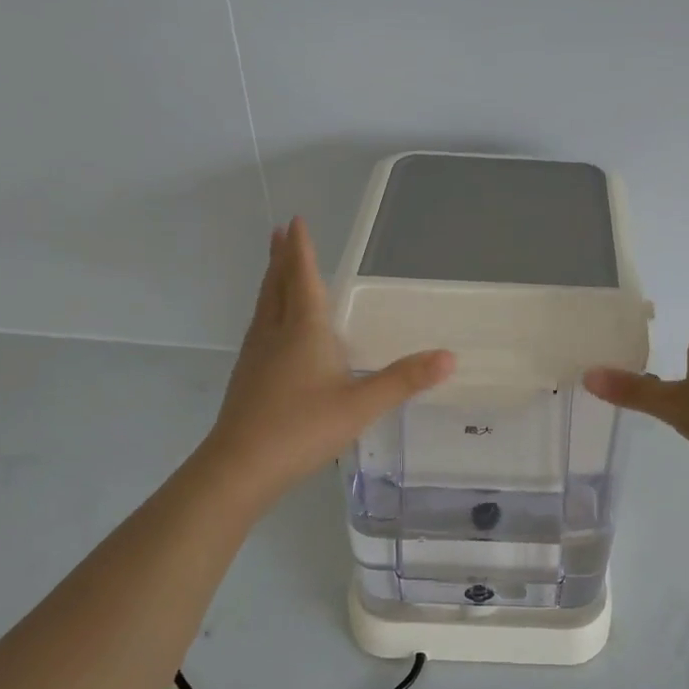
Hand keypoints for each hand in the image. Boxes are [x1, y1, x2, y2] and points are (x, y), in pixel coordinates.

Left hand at [201, 217, 454, 505]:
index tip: (295, 221)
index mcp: (303, 330)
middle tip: (279, 233)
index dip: (301, 249)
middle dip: (281, 258)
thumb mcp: (361, 405)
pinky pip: (259, 329)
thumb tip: (449, 356)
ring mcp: (256, 356)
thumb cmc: (302, 428)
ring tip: (275, 270)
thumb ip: (404, 380)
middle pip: (276, 286)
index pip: (302, 278)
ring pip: (264, 307)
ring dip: (271, 282)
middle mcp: (275, 334)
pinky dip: (267, 312)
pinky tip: (272, 329)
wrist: (240, 467)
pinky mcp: (247, 378)